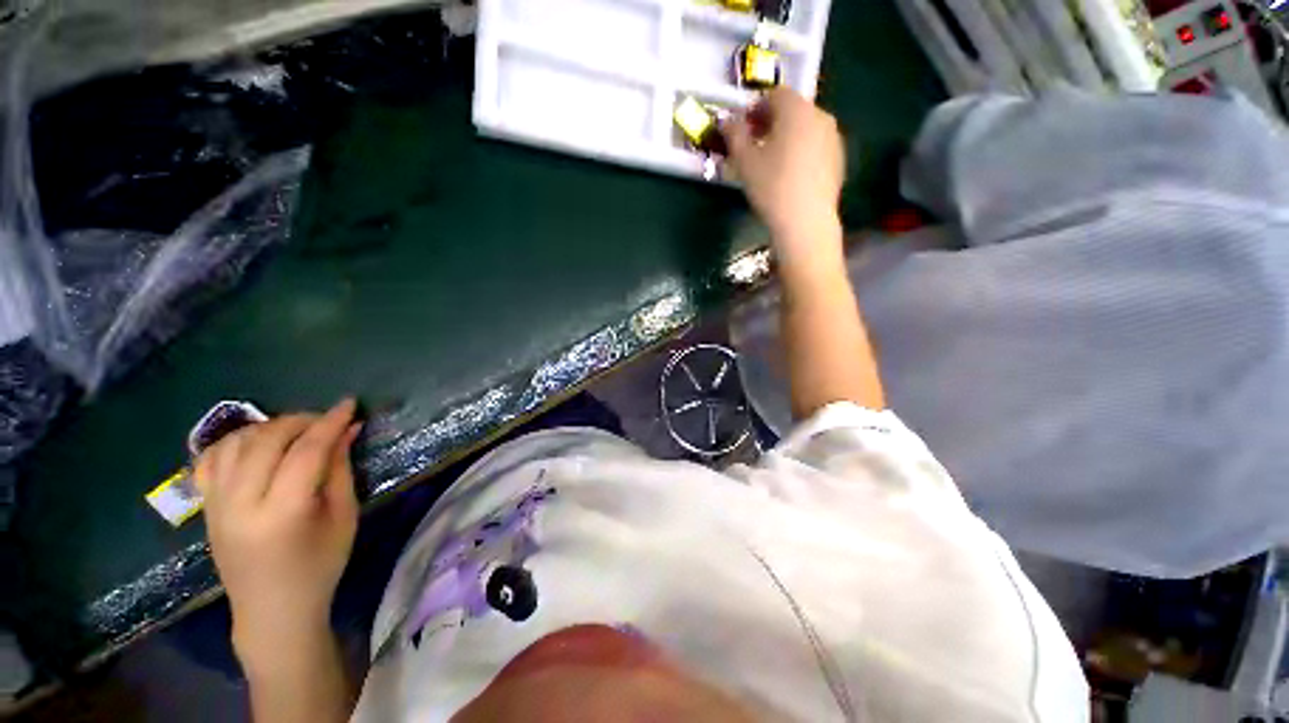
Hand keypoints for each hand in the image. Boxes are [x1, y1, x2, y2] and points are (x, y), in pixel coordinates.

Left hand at [194, 399, 360, 667]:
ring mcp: (216, 505)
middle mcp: (241, 505)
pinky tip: (256, 443)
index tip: (350, 404)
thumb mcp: (344, 517)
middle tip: (326, 419)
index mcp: (283, 513)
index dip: (330, 423)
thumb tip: (347, 430)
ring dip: (267, 427)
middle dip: (300, 421)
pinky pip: (210, 460)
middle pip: (266, 441)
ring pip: (234, 444)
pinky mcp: (205, 507)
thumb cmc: (320, 566)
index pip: (306, 452)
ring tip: (294, 431)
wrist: (271, 611)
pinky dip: (234, 441)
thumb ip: (341, 470)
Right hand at [723, 88, 845, 260]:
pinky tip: (790, 177)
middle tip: (755, 146)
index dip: (755, 109)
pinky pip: (816, 148)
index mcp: (796, 109)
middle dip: (771, 123)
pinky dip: (802, 153)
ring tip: (772, 163)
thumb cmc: (771, 186)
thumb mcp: (744, 161)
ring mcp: (833, 138)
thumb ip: (734, 135)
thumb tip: (726, 122)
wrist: (805, 221)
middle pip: (792, 110)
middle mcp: (820, 116)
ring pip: (805, 129)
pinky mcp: (839, 161)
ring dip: (787, 138)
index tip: (743, 130)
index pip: (774, 95)